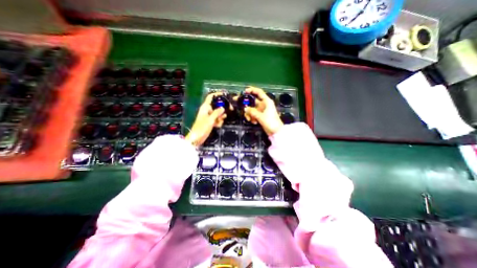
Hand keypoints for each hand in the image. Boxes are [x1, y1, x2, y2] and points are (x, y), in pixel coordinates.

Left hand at [185, 92, 225, 146]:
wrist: (197, 138)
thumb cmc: (202, 128)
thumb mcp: (211, 119)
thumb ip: (217, 113)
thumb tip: (223, 108)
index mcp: (205, 107)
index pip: (211, 97)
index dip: (217, 94)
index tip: (225, 94)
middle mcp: (207, 110)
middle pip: (217, 105)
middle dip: (222, 108)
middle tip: (230, 109)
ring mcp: (209, 116)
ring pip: (218, 113)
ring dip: (220, 117)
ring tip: (219, 122)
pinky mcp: (210, 122)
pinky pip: (217, 119)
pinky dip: (218, 122)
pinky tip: (217, 126)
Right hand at [243, 86, 279, 135]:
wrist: (276, 131)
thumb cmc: (271, 122)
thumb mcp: (261, 116)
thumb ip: (252, 112)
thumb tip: (245, 108)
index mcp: (266, 101)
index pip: (259, 92)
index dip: (252, 90)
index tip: (244, 91)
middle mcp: (264, 104)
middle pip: (253, 101)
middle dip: (246, 104)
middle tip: (239, 104)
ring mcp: (262, 110)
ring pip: (252, 109)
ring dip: (249, 114)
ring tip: (249, 119)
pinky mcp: (260, 116)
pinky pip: (253, 114)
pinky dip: (252, 117)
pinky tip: (254, 122)